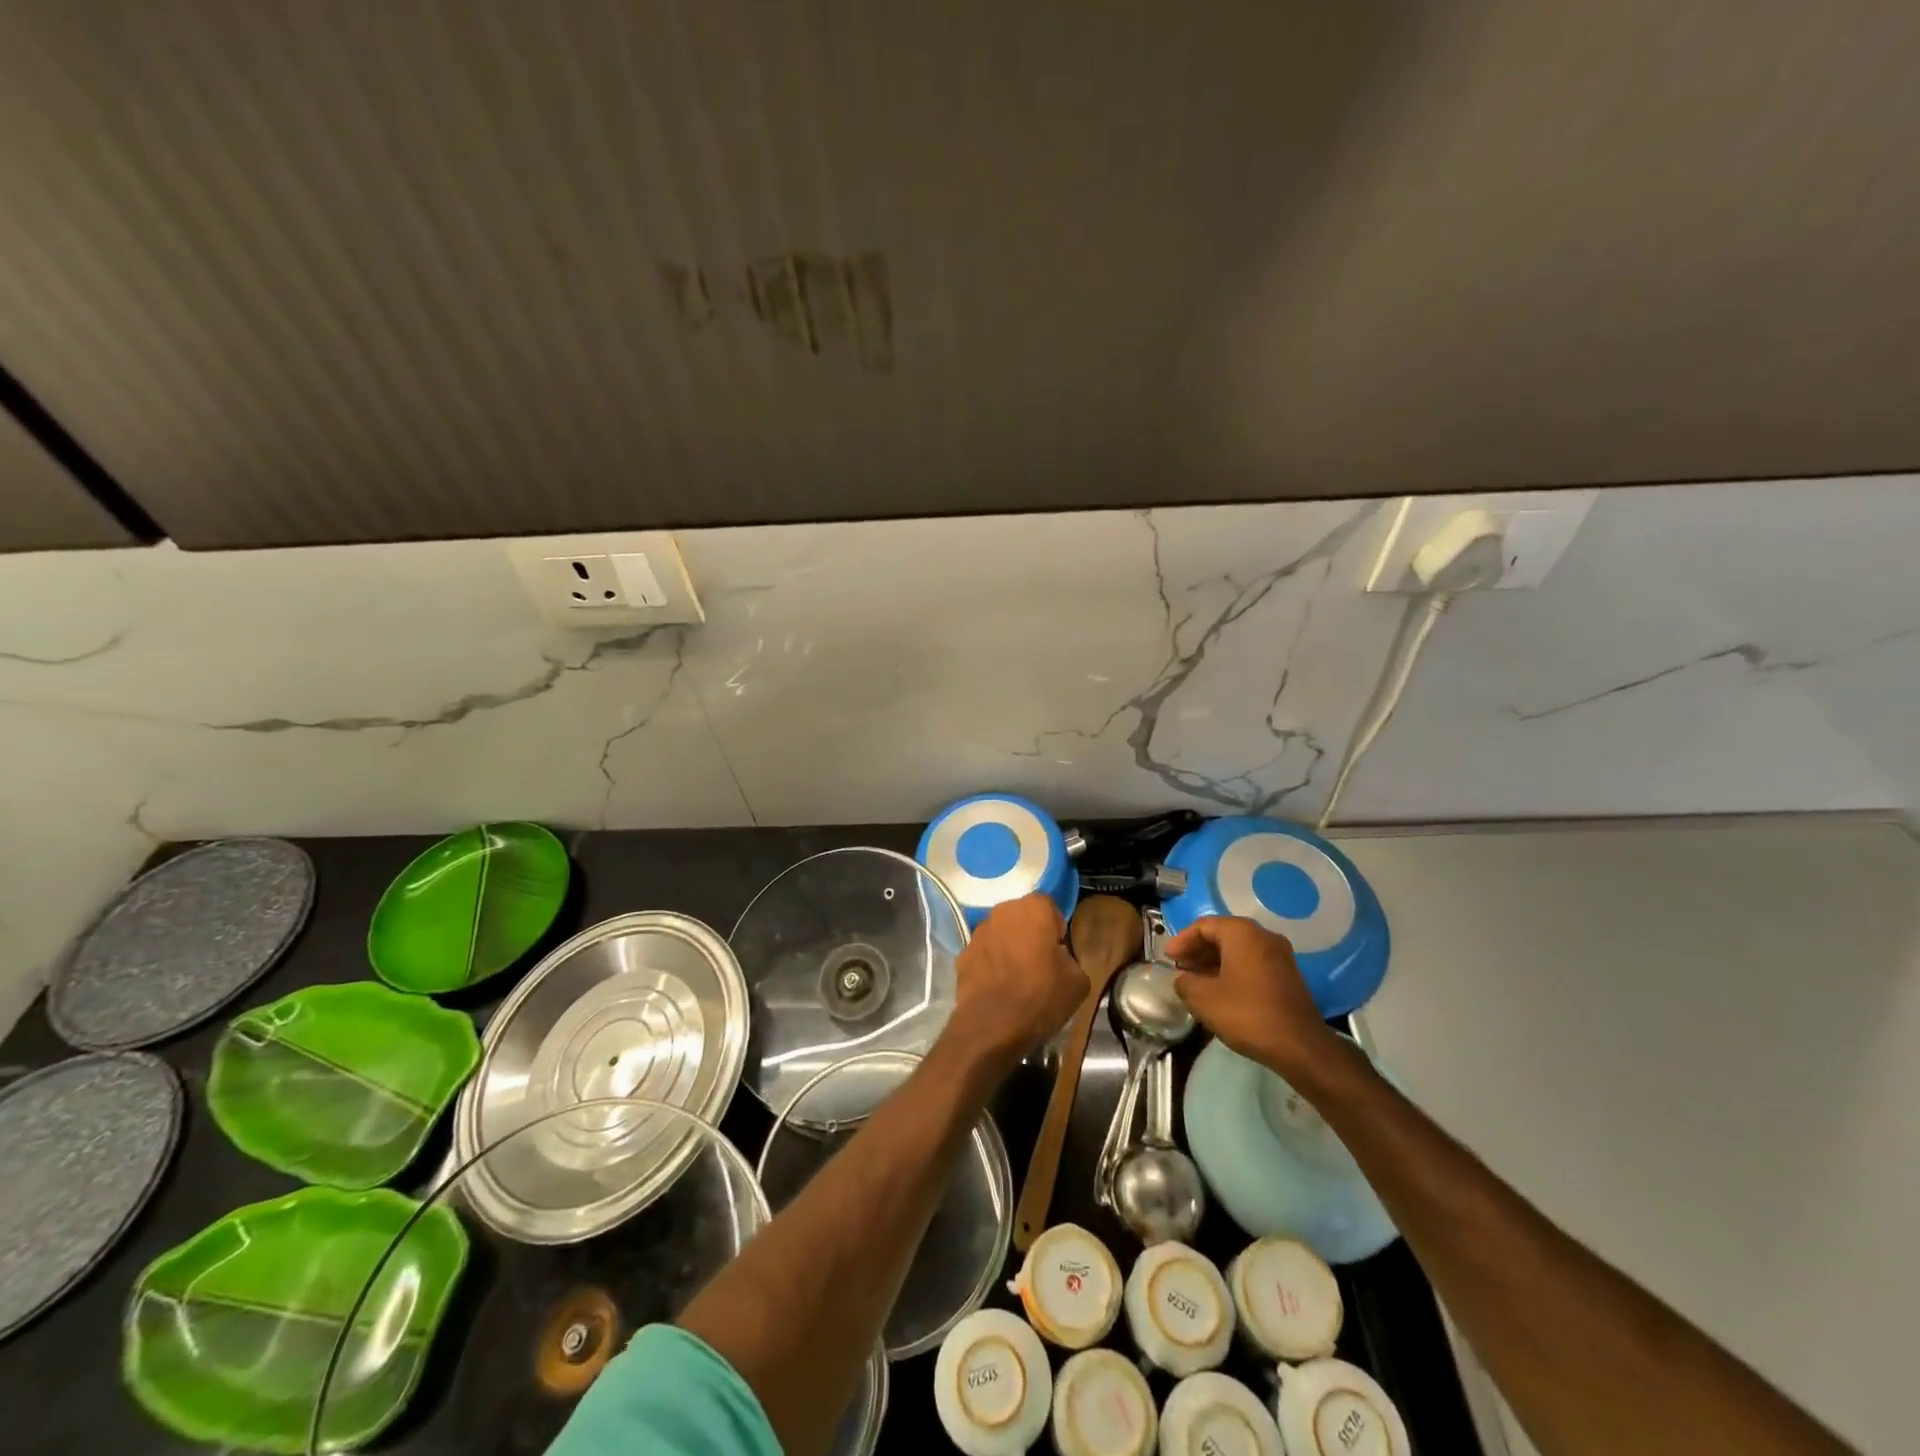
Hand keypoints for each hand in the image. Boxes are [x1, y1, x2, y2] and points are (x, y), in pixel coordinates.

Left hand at [943, 894, 1087, 1072]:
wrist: (992, 1026)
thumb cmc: (1040, 997)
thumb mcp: (1077, 981)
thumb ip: (1070, 958)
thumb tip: (1059, 957)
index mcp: (1033, 909)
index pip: (1048, 906)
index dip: (1055, 926)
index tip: (1059, 950)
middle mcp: (1002, 911)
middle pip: (1021, 916)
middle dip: (1030, 933)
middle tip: (1040, 962)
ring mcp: (978, 932)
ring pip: (1000, 933)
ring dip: (1008, 946)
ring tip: (1017, 977)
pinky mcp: (962, 954)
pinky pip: (984, 953)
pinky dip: (990, 963)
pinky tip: (998, 987)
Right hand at [1165, 916, 1340, 1080]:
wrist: (1300, 1046)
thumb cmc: (1247, 1014)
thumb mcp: (1203, 999)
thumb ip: (1184, 982)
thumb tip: (1182, 979)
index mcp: (1242, 933)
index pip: (1204, 925)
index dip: (1182, 940)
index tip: (1168, 958)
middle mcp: (1263, 936)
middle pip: (1222, 935)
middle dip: (1197, 950)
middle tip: (1179, 968)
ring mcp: (1279, 956)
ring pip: (1238, 950)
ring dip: (1214, 962)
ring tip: (1195, 981)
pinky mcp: (1287, 975)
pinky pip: (1252, 963)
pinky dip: (1232, 970)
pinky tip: (1220, 991)